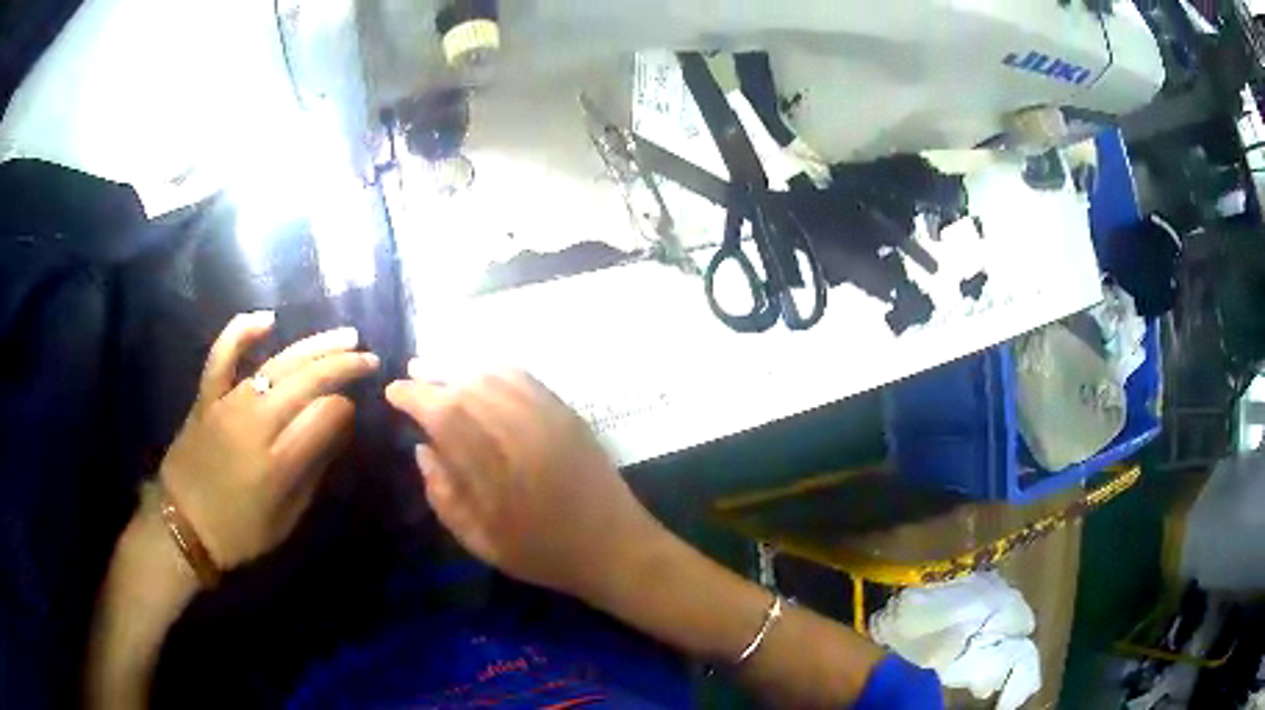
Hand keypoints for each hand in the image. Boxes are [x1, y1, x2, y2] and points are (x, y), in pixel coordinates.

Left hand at [159, 312, 378, 569]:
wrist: (183, 526)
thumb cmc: (239, 532)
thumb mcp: (286, 519)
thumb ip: (312, 472)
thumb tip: (337, 429)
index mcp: (278, 465)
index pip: (324, 417)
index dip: (345, 408)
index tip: (354, 412)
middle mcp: (255, 425)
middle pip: (307, 381)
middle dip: (343, 366)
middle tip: (369, 359)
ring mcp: (228, 404)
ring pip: (276, 363)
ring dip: (315, 346)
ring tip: (345, 336)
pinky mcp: (207, 396)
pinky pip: (222, 354)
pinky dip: (242, 331)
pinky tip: (268, 319)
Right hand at [385, 367, 661, 600]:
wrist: (613, 546)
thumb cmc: (541, 554)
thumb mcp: (480, 541)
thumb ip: (444, 496)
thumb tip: (422, 449)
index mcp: (492, 471)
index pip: (443, 414)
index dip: (413, 397)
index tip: (393, 393)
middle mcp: (519, 434)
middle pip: (466, 387)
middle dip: (431, 376)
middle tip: (410, 375)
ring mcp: (547, 418)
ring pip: (494, 375)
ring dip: (460, 368)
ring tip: (438, 371)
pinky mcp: (567, 413)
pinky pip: (525, 378)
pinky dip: (496, 370)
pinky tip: (481, 375)